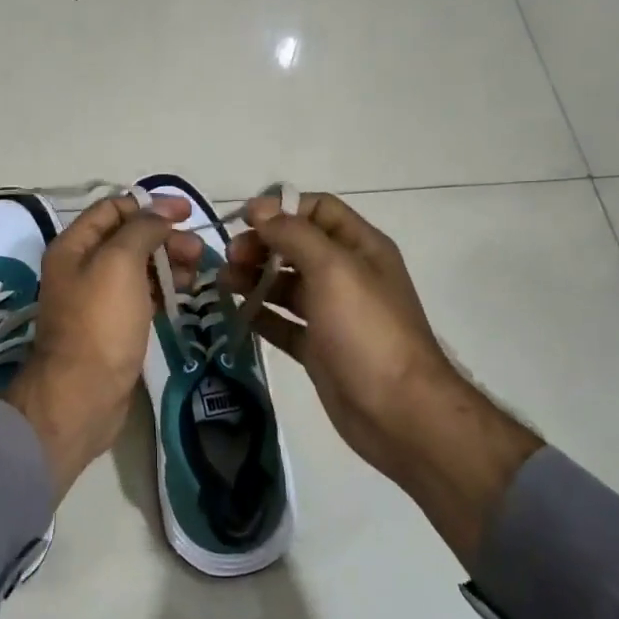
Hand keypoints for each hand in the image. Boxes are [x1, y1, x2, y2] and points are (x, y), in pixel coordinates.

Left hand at [5, 193, 201, 498]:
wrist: (83, 394)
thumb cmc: (100, 323)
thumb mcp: (120, 263)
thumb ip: (142, 229)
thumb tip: (161, 209)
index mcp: (74, 246)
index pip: (113, 209)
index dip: (150, 205)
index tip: (187, 212)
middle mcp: (81, 268)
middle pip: (127, 238)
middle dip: (164, 237)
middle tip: (198, 251)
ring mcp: (97, 299)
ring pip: (137, 268)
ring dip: (168, 263)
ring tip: (197, 274)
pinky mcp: (112, 326)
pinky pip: (140, 295)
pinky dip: (162, 289)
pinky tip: (184, 294)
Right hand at [223, 192, 541, 564]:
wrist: (397, 410)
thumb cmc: (366, 330)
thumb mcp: (332, 269)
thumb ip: (294, 234)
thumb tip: (260, 208)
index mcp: (360, 248)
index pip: (319, 210)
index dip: (282, 209)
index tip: (243, 221)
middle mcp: (346, 275)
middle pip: (297, 246)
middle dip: (261, 245)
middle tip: (229, 258)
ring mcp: (332, 314)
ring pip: (285, 285)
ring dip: (254, 278)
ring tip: (222, 284)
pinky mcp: (318, 348)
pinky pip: (282, 323)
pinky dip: (259, 315)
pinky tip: (233, 313)